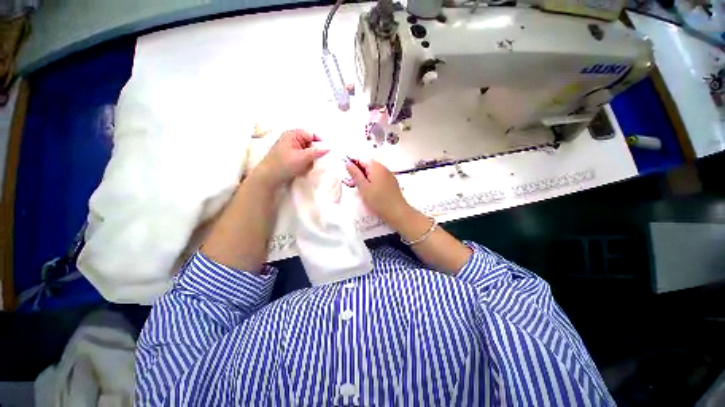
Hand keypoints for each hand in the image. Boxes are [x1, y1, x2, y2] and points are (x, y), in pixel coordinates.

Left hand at [253, 129, 329, 188]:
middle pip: (310, 142)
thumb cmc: (285, 165)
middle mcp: (291, 139)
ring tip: (308, 166)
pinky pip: (302, 156)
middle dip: (315, 151)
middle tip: (316, 160)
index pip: (311, 133)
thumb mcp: (303, 157)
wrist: (268, 177)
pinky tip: (303, 168)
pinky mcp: (290, 156)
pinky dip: (305, 161)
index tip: (326, 151)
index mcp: (293, 134)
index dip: (320, 141)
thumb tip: (329, 147)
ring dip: (310, 158)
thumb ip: (317, 152)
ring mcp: (290, 147)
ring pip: (307, 150)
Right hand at [345, 159, 415, 226]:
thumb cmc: (377, 199)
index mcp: (375, 166)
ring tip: (364, 190)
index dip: (354, 166)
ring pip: (374, 173)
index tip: (349, 177)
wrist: (396, 211)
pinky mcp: (392, 182)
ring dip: (367, 178)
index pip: (361, 160)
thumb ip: (355, 173)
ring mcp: (389, 175)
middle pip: (368, 166)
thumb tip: (348, 163)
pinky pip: (380, 178)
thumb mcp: (363, 186)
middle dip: (360, 173)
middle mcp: (383, 168)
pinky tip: (373, 192)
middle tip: (355, 185)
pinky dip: (374, 182)